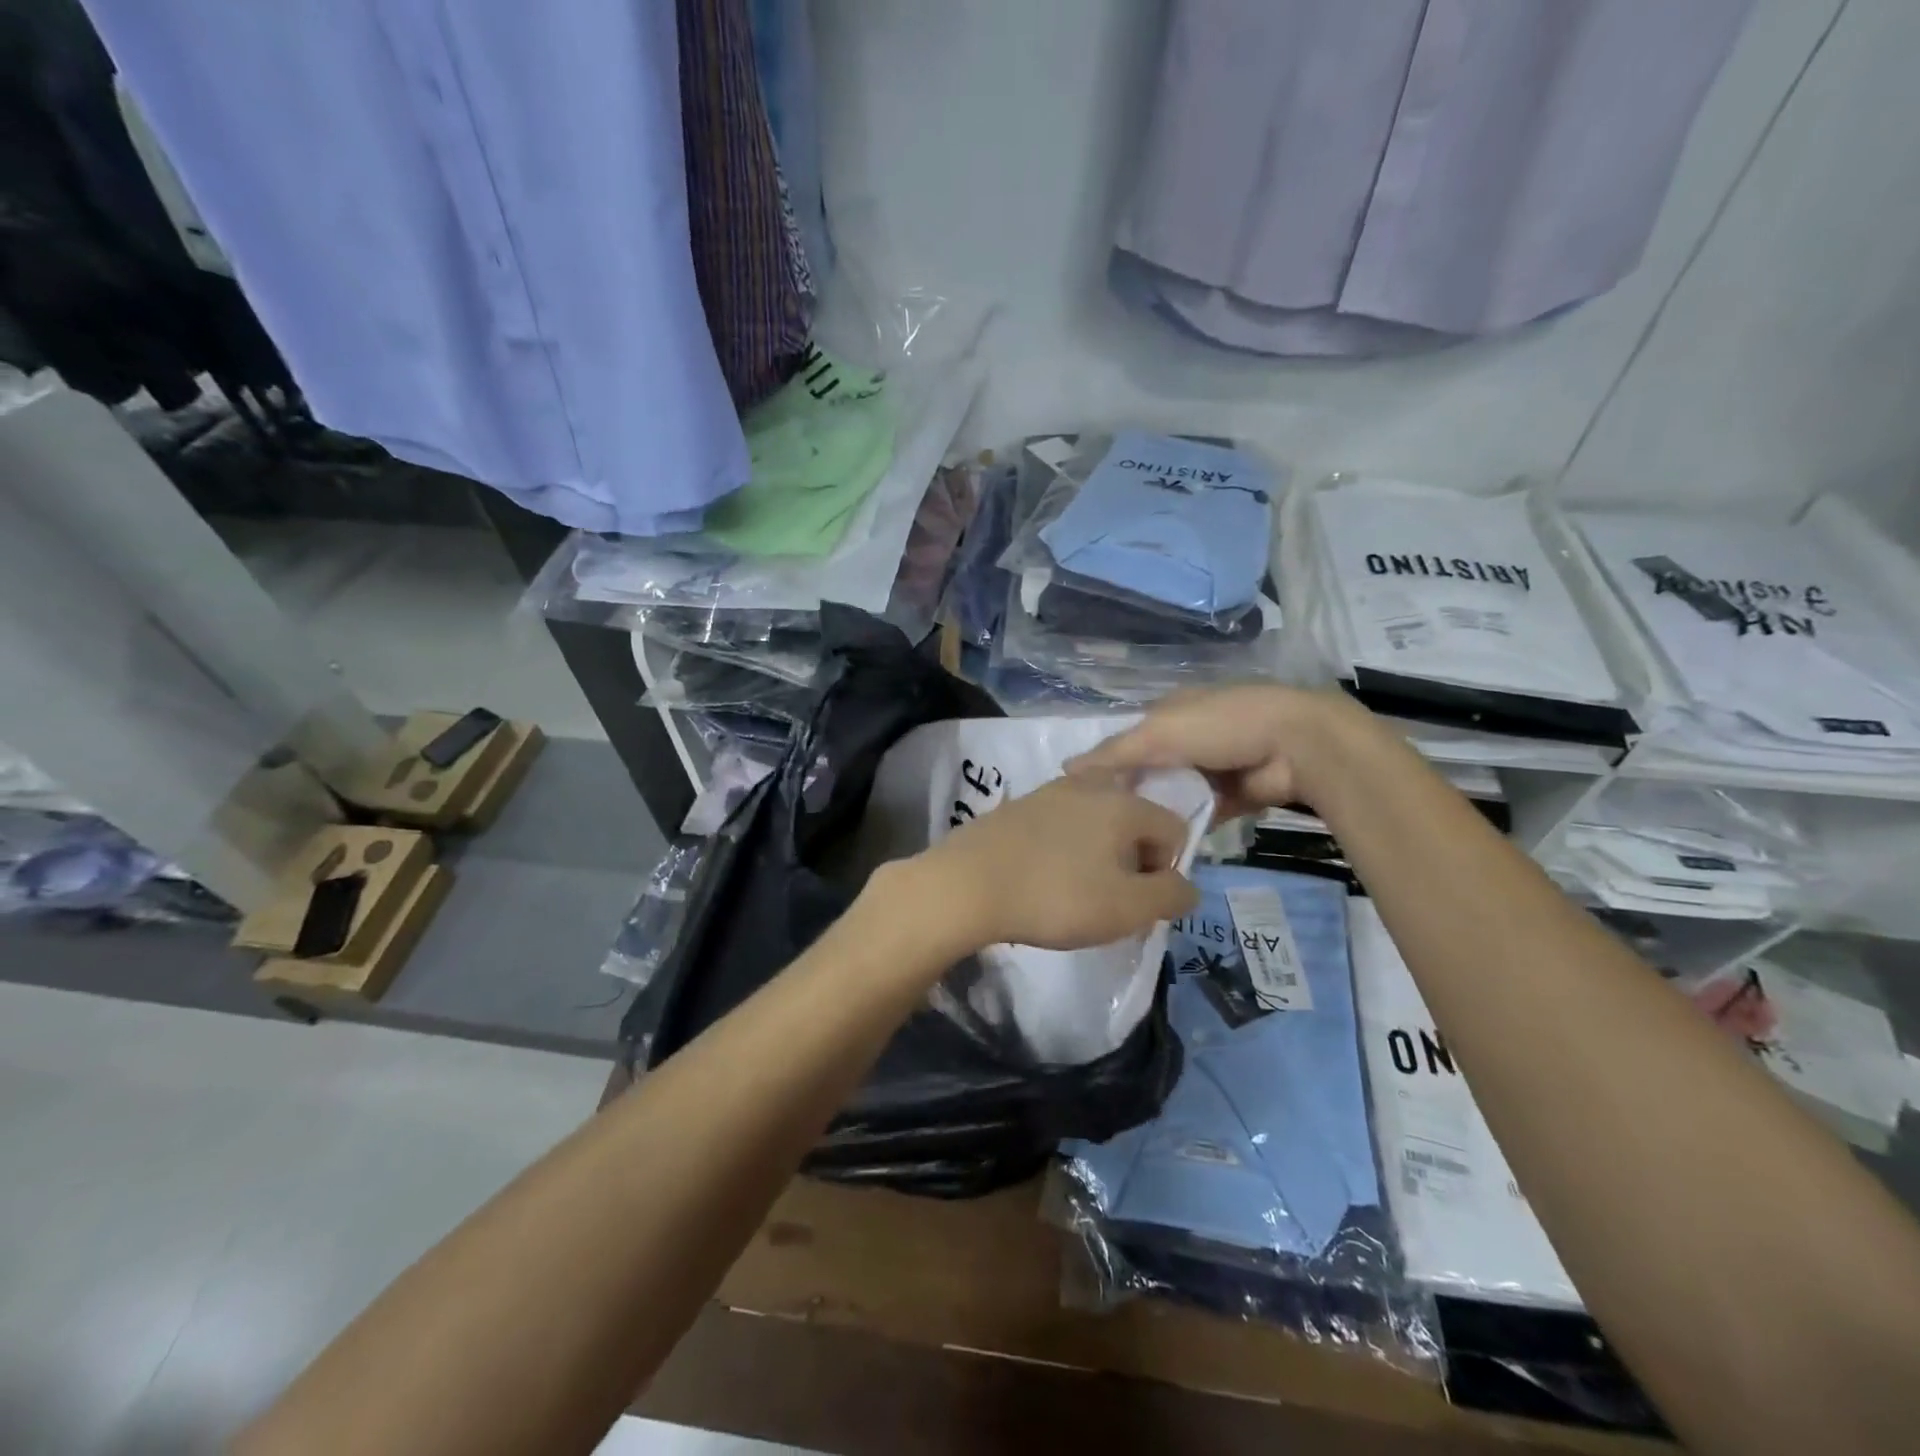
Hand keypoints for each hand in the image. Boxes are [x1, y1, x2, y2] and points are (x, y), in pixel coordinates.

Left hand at [909, 773, 1199, 952]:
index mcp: (1123, 803)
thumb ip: (1170, 896)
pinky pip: (1058, 826)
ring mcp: (1047, 792)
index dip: (1167, 870)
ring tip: (1075, 893)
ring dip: (1097, 855)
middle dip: (1132, 860)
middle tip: (1110, 899)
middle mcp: (1089, 786)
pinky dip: (1063, 849)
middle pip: (1133, 821)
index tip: (1139, 902)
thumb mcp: (1127, 908)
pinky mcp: (1016, 807)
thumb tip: (1185, 885)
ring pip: (1094, 822)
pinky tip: (1043, 879)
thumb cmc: (1056, 896)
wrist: (967, 885)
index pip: (1173, 828)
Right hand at [1069, 685, 1376, 818]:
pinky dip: (1186, 827)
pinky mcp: (1233, 797)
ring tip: (1126, 844)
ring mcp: (1213, 768)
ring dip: (1158, 813)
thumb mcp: (1159, 733)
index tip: (1084, 797)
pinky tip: (1160, 849)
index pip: (1128, 740)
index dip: (1107, 765)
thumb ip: (1114, 753)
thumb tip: (1065, 770)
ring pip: (1174, 794)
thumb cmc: (1222, 725)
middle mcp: (1189, 737)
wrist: (1297, 745)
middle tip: (1102, 828)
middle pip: (1150, 769)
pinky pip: (1200, 814)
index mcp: (1171, 711)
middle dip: (1132, 793)